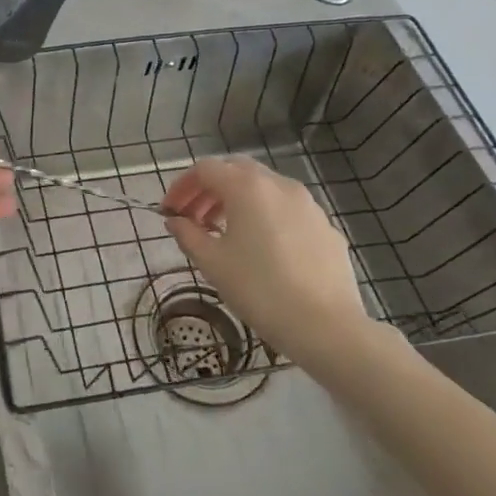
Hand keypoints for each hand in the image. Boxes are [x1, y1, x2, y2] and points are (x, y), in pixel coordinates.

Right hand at [162, 156, 381, 370]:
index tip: (169, 211)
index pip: (205, 169)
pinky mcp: (325, 226)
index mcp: (247, 187)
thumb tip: (176, 221)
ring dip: (238, 200)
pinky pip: (287, 208)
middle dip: (210, 188)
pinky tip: (261, 247)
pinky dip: (265, 215)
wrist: (326, 326)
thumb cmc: (259, 290)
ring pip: (264, 187)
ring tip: (224, 231)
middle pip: (236, 170)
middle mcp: (279, 184)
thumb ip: (188, 234)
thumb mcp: (212, 263)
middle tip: (194, 216)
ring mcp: (308, 203)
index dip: (181, 186)